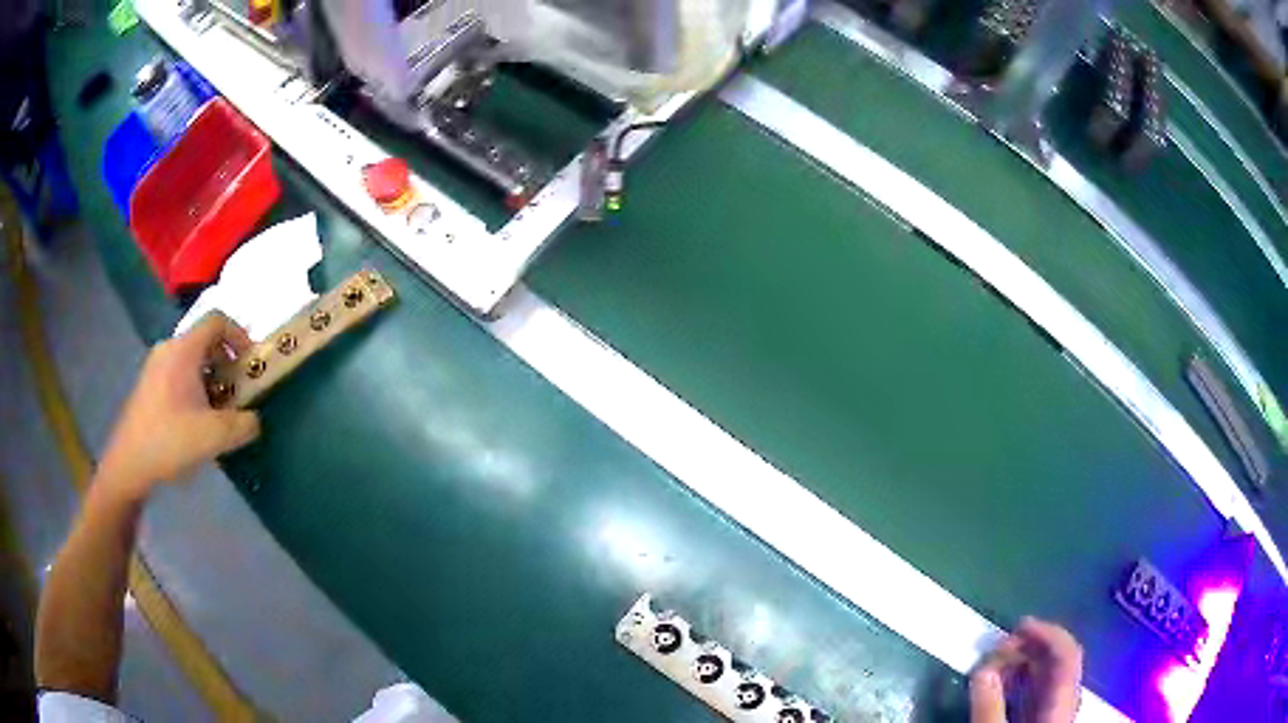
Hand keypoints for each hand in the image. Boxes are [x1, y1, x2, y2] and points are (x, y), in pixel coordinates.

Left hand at [96, 312, 260, 502]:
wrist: (129, 464)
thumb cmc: (170, 441)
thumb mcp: (215, 437)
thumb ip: (243, 425)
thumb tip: (253, 420)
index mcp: (184, 349)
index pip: (218, 321)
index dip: (240, 336)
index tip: (250, 365)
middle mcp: (169, 348)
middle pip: (205, 341)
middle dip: (226, 364)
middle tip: (237, 393)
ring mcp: (155, 366)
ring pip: (191, 360)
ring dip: (211, 379)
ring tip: (217, 412)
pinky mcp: (148, 385)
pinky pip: (178, 374)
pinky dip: (194, 388)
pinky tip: (195, 422)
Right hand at [970, 617, 1083, 722]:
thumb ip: (989, 708)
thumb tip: (982, 670)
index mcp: (1061, 704)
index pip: (1067, 654)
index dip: (1047, 633)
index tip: (1016, 626)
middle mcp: (1065, 703)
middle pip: (1059, 662)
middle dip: (1029, 648)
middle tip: (996, 650)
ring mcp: (1056, 713)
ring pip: (1048, 677)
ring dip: (1023, 664)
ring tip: (994, 665)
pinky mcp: (1044, 722)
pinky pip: (1038, 692)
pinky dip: (1021, 682)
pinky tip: (1002, 685)